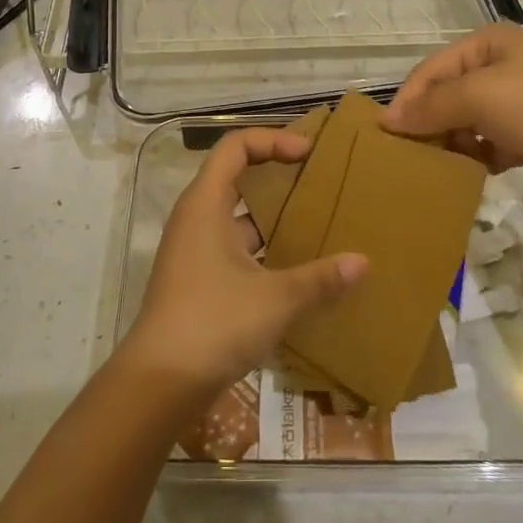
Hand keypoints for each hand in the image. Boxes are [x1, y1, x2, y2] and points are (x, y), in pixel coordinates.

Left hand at [120, 127, 366, 402]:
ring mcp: (193, 250)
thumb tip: (363, 262)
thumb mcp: (276, 298)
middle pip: (234, 175)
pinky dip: (261, 246)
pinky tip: (293, 266)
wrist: (159, 383)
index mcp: (205, 203)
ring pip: (235, 215)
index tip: (307, 153)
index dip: (272, 139)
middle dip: (275, 172)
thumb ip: (321, 278)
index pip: (235, 146)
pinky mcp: (196, 279)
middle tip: (316, 179)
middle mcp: (195, 218)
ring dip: (271, 214)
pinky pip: (232, 245)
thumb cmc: (214, 323)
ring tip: (314, 221)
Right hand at [381, 24, 522, 201]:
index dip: (407, 100)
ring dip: (455, 143)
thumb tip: (389, 119)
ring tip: (436, 169)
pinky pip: (496, 143)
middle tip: (409, 156)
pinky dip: (481, 157)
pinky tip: (471, 176)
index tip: (386, 136)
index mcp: (490, 44)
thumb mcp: (479, 97)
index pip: (432, 69)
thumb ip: (431, 107)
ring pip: (472, 122)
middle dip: (430, 124)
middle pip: (451, 95)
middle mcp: (506, 65)